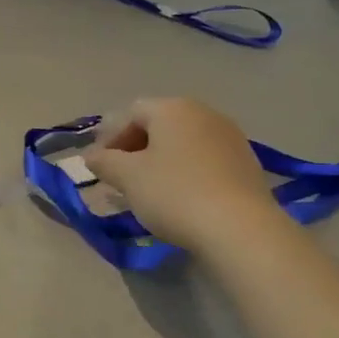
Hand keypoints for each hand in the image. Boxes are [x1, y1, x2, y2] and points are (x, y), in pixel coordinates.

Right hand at [83, 97, 280, 249]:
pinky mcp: (247, 163)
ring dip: (162, 161)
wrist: (240, 228)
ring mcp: (230, 137)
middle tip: (122, 178)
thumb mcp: (128, 178)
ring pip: (183, 143)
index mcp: (173, 109)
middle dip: (136, 149)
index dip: (111, 137)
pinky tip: (182, 198)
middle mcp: (204, 113)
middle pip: (160, 124)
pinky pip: (205, 160)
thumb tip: (91, 156)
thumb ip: (104, 162)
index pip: (132, 112)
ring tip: (150, 191)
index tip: (101, 166)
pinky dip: (187, 172)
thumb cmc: (174, 193)